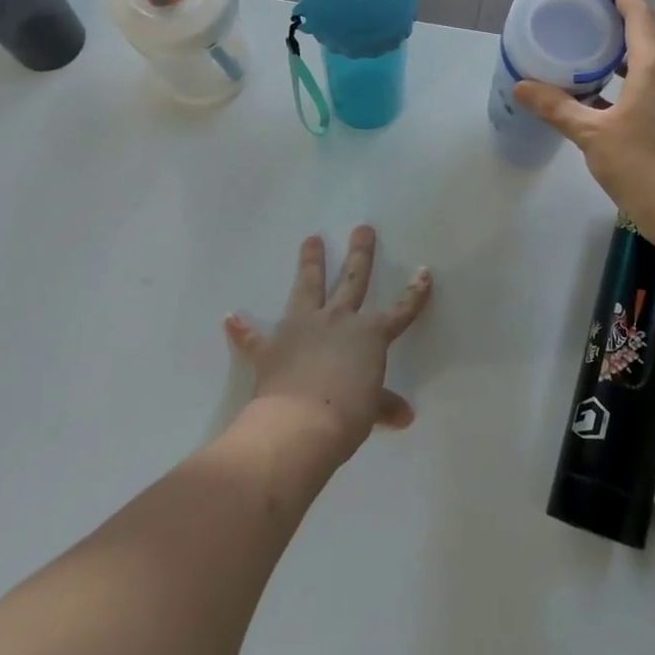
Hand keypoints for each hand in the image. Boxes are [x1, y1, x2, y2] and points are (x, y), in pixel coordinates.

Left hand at [224, 226, 431, 463]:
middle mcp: (338, 321)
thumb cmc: (346, 416)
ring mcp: (302, 329)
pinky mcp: (271, 347)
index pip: (399, 311)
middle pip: (352, 281)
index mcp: (369, 335)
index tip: (423, 272)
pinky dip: (243, 330)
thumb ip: (384, 405)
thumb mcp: (370, 410)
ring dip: (310, 263)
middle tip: (362, 229)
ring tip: (311, 239)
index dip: (414, 294)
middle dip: (359, 253)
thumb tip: (404, 416)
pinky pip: (254, 337)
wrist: (299, 425)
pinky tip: (231, 318)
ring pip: (308, 288)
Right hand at [512, 0, 654, 247]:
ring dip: (627, 50)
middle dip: (621, 20)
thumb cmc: (643, 167)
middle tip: (586, 17)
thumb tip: (521, 86)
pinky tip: (610, 93)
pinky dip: (634, 75)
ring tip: (593, 51)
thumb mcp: (592, 136)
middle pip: (649, 33)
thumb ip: (557, 107)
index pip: (639, 14)